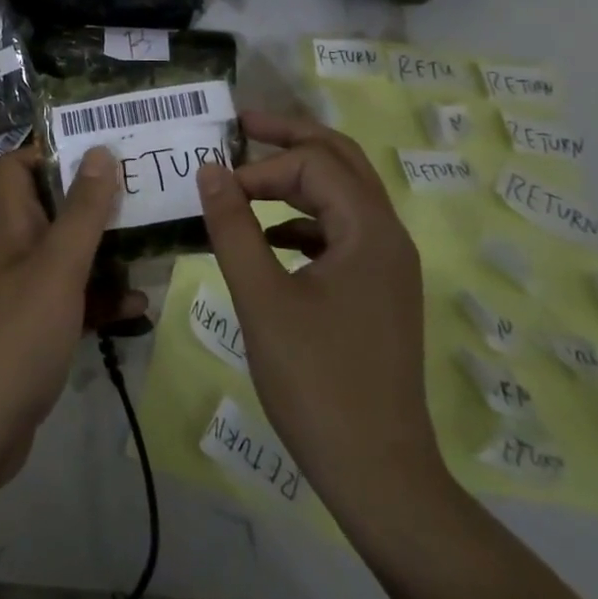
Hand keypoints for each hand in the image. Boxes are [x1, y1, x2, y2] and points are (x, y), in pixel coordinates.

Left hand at [0, 144, 143, 498]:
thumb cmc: (13, 337)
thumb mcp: (56, 269)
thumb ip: (82, 213)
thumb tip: (100, 151)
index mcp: (10, 226)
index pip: (18, 166)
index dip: (51, 150)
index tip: (100, 146)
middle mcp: (14, 252)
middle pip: (53, 210)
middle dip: (95, 201)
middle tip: (144, 192)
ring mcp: (23, 295)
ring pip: (69, 258)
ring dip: (106, 253)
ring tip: (152, 245)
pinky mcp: (36, 333)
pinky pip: (74, 304)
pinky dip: (102, 301)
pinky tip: (139, 308)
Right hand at [197, 111, 447, 512]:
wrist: (377, 473)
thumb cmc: (316, 382)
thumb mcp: (261, 299)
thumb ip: (233, 228)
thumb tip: (209, 169)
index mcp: (369, 231)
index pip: (313, 165)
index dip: (261, 167)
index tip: (217, 190)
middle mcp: (388, 237)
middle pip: (341, 161)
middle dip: (290, 140)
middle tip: (242, 125)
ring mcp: (388, 265)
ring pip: (344, 195)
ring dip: (298, 179)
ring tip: (248, 179)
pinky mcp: (378, 291)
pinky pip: (341, 232)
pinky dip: (304, 220)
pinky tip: (269, 239)